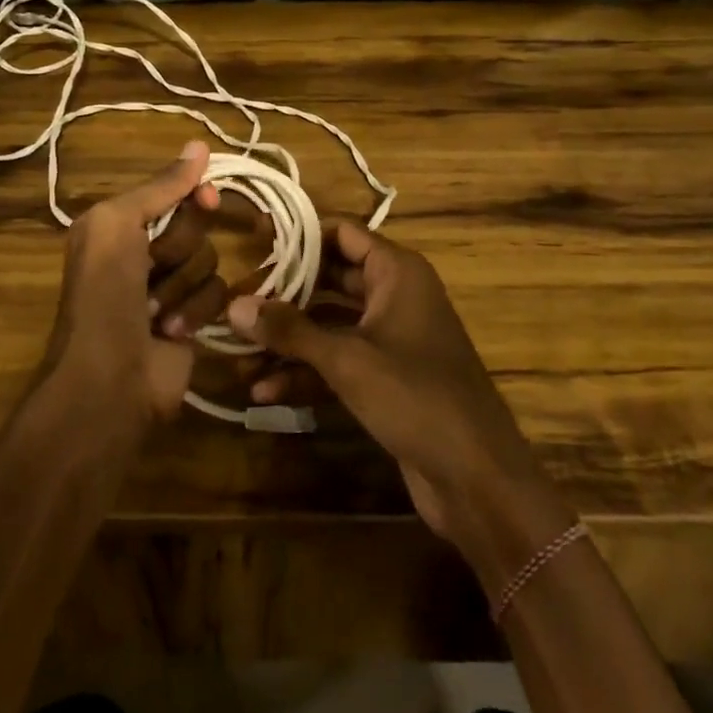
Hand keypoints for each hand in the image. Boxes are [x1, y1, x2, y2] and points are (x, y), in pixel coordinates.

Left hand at [44, 141, 223, 424]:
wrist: (109, 380)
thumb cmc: (105, 295)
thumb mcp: (118, 225)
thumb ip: (160, 187)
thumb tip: (200, 144)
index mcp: (117, 224)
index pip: (172, 191)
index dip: (193, 193)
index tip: (208, 198)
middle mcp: (142, 250)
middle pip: (195, 224)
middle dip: (178, 248)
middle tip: (152, 268)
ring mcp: (169, 286)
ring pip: (209, 260)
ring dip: (183, 286)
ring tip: (154, 312)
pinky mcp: (192, 318)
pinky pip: (217, 294)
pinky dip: (195, 311)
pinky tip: (171, 332)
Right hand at [227, 224, 547, 543]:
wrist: (478, 478)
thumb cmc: (416, 397)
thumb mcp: (348, 360)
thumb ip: (290, 330)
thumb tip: (234, 305)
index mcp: (397, 272)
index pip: (341, 233)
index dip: (299, 237)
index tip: (253, 242)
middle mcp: (395, 295)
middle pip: (330, 279)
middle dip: (285, 294)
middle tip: (237, 302)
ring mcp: (391, 338)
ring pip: (330, 325)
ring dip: (289, 341)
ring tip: (239, 355)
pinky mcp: (386, 378)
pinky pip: (340, 361)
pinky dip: (308, 372)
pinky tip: (265, 391)